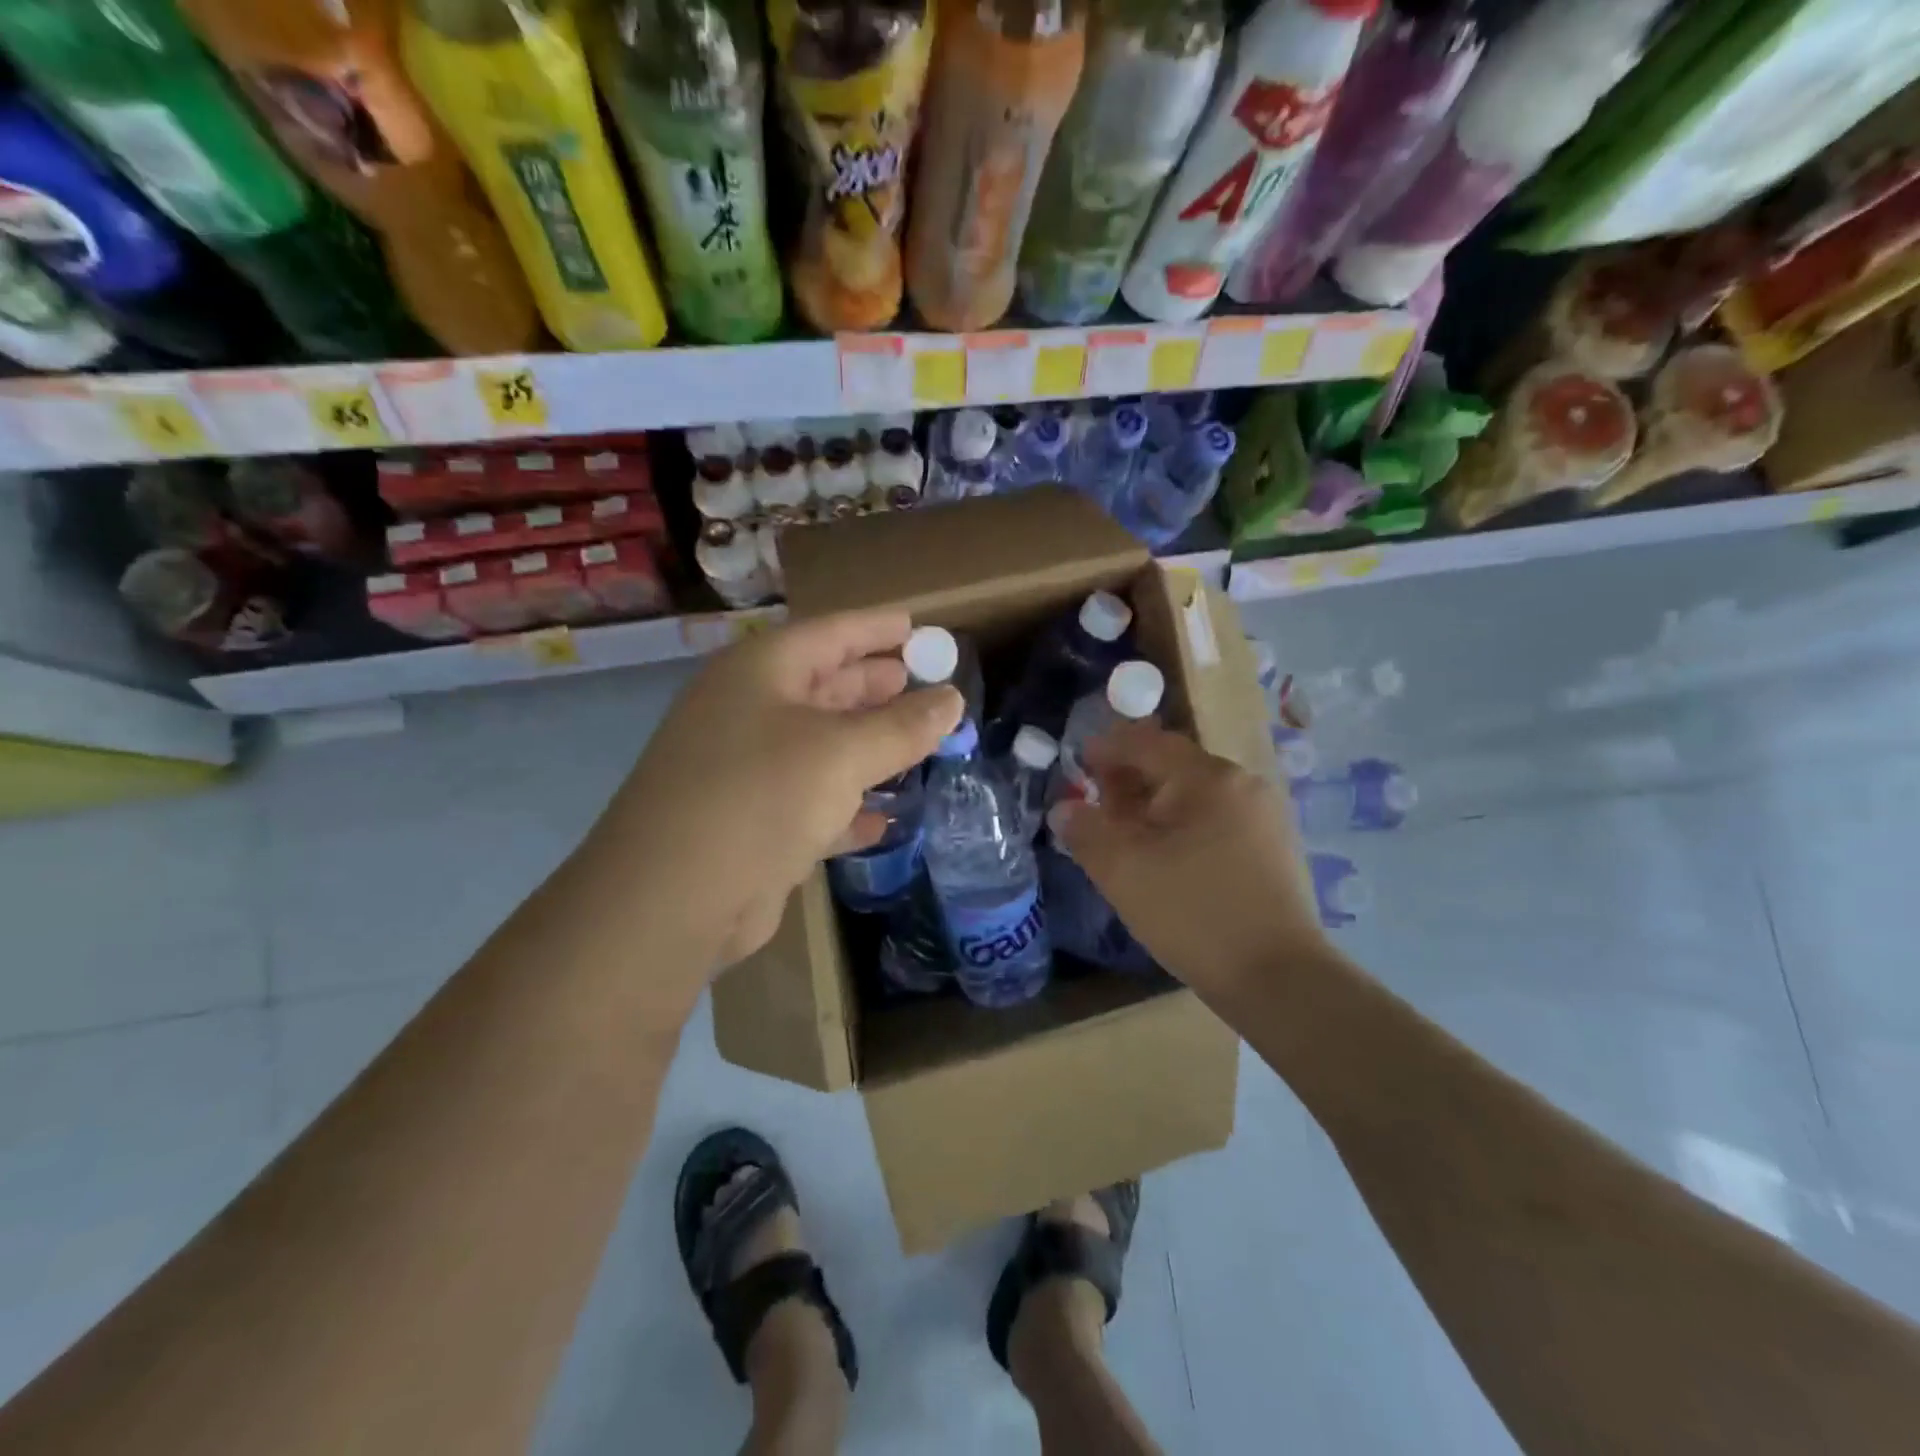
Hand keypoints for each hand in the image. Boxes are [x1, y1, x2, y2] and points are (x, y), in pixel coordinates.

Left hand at [596, 609, 961, 974]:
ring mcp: (746, 769)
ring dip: (868, 745)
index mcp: (761, 672)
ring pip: (821, 746)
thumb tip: (952, 700)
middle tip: (926, 683)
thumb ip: (902, 726)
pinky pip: (813, 800)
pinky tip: (884, 817)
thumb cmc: (760, 797)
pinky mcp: (752, 822)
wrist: (671, 899)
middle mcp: (749, 711)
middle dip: (876, 685)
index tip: (920, 627)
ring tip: (919, 741)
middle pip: (825, 686)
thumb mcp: (842, 753)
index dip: (878, 628)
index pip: (831, 633)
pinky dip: (848, 805)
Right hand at [1048, 721, 1326, 1005]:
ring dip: (1155, 804)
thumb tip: (1065, 808)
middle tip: (1097, 804)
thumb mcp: (1122, 871)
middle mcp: (1242, 784)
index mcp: (1207, 778)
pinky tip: (1166, 857)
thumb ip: (1085, 830)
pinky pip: (1216, 819)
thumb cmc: (1192, 913)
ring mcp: (1264, 816)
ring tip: (1126, 835)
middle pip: (1174, 766)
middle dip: (1130, 779)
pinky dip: (1183, 825)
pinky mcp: (1273, 848)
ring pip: (1196, 795)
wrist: (1278, 979)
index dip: (1108, 748)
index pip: (1147, 743)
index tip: (1079, 763)